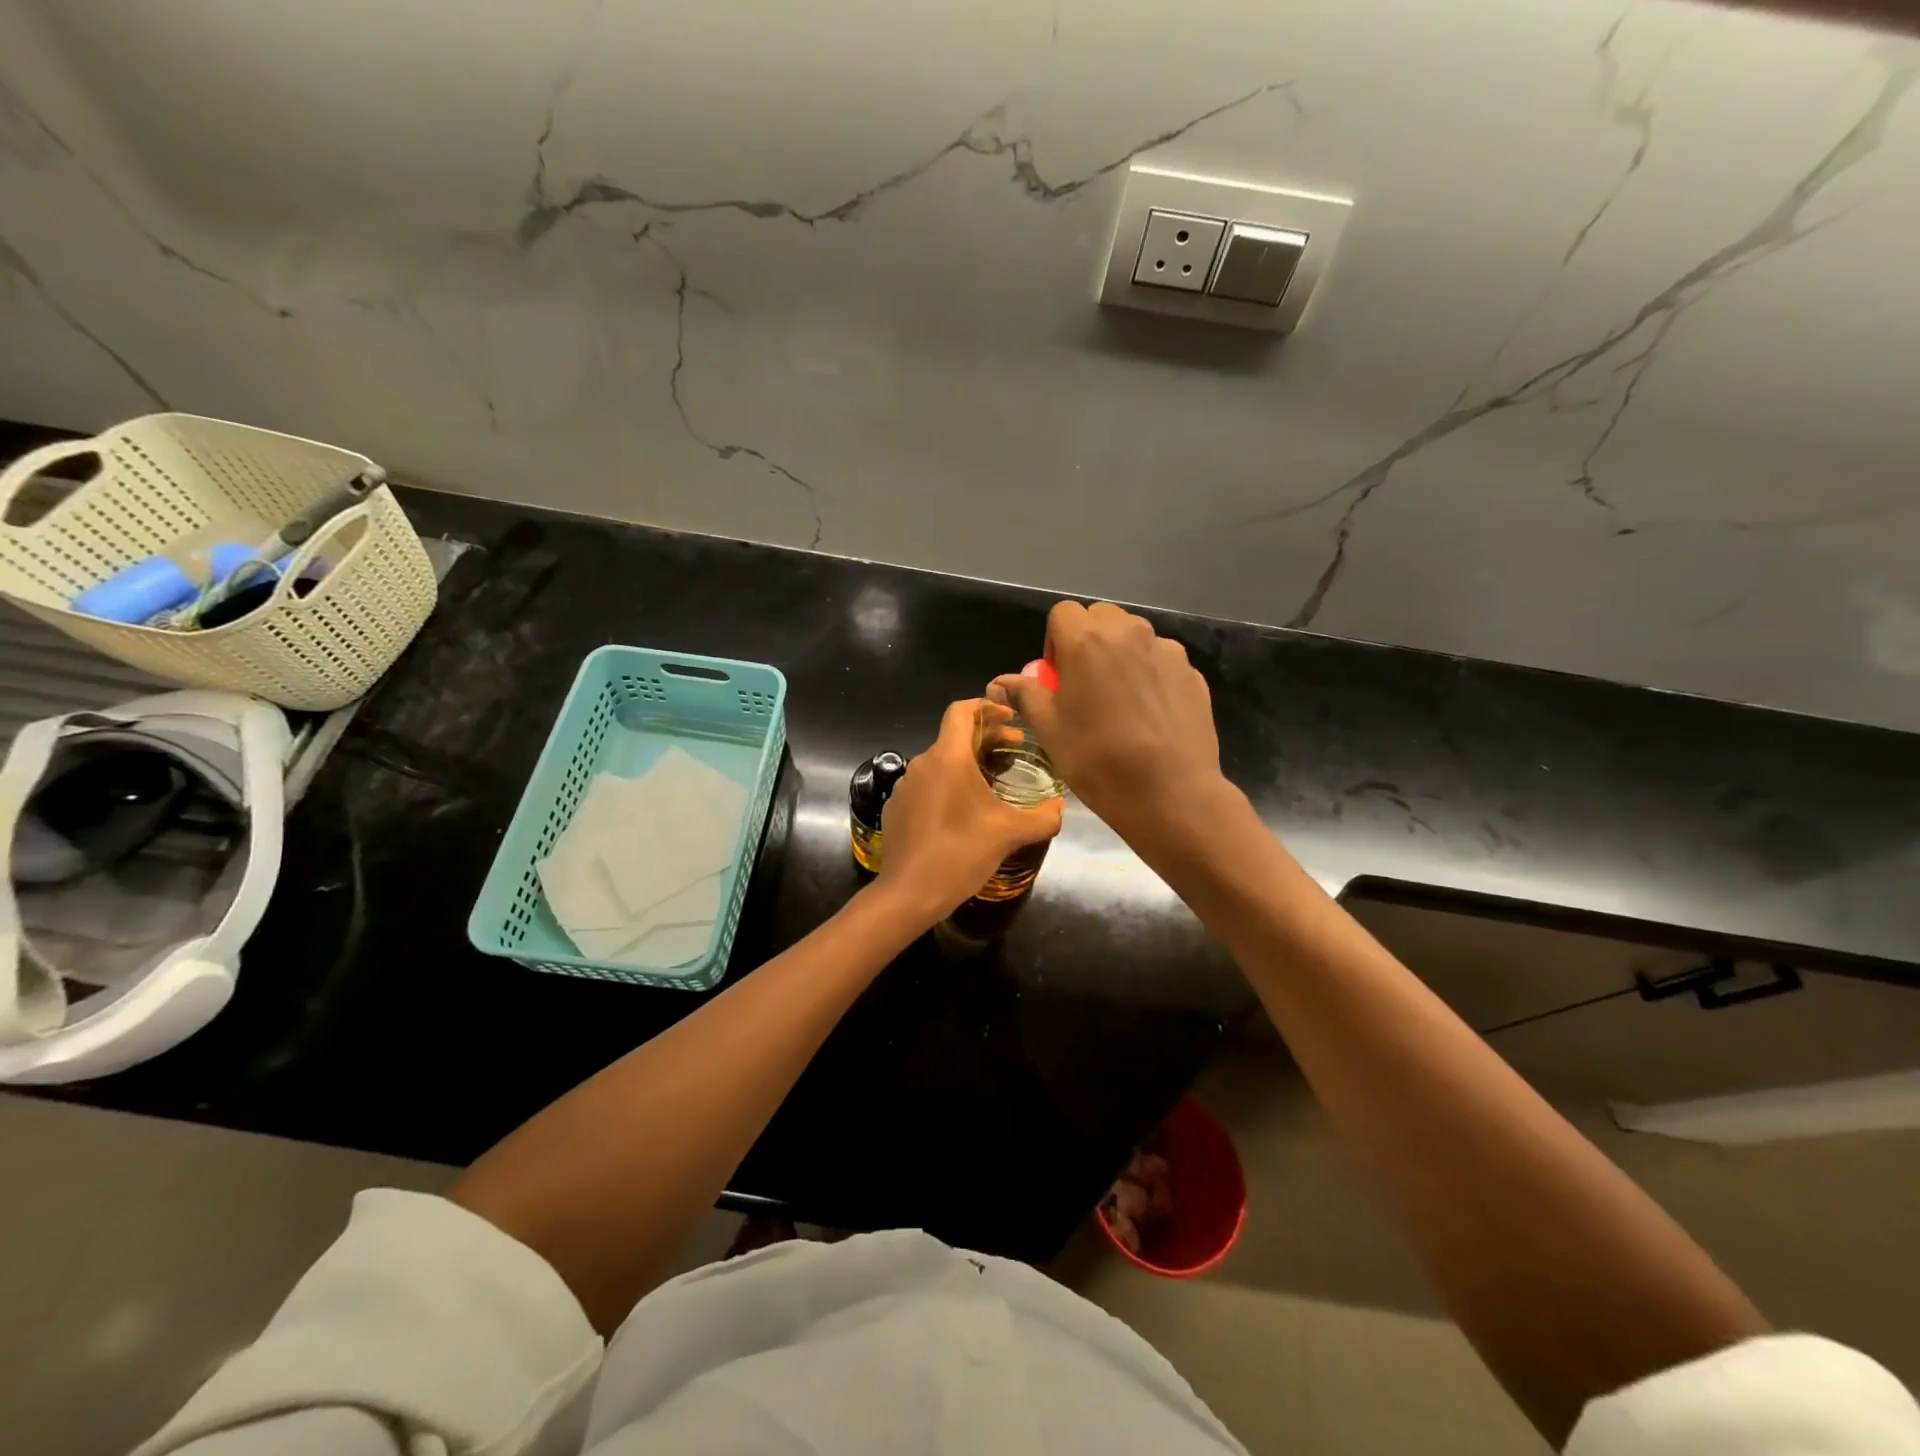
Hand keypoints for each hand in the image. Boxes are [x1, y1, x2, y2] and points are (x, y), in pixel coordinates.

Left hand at [876, 698, 1063, 923]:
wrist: (909, 893)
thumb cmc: (961, 853)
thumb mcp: (1010, 834)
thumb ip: (1042, 816)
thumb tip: (1061, 806)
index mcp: (948, 757)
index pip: (962, 710)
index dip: (987, 706)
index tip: (1010, 718)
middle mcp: (922, 763)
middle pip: (954, 737)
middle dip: (986, 739)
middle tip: (1014, 750)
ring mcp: (905, 786)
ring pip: (940, 763)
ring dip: (966, 765)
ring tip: (991, 785)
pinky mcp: (896, 808)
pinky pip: (926, 786)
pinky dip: (947, 787)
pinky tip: (962, 813)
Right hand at [989, 601, 1223, 840]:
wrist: (1170, 792)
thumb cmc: (1098, 759)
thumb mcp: (1049, 729)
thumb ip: (1025, 694)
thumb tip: (997, 682)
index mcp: (1088, 640)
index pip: (1063, 613)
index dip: (1055, 641)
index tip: (1057, 677)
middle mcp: (1130, 633)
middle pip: (1102, 616)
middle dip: (1089, 639)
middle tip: (1085, 684)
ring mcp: (1167, 651)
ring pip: (1135, 636)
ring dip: (1121, 654)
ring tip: (1120, 700)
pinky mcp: (1192, 673)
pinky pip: (1161, 660)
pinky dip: (1150, 674)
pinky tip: (1150, 715)